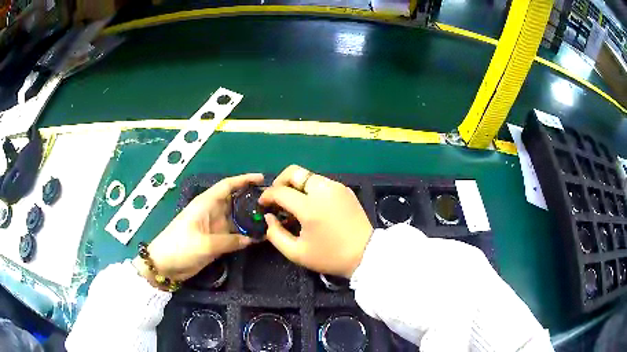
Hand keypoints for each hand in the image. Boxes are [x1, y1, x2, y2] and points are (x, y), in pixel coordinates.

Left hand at [133, 173, 263, 283]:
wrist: (164, 265)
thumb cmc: (180, 247)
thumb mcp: (204, 244)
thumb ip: (229, 241)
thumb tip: (252, 239)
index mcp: (205, 204)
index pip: (227, 186)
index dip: (244, 180)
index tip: (262, 179)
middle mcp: (211, 212)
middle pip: (234, 201)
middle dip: (251, 199)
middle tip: (273, 203)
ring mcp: (213, 227)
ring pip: (235, 219)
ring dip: (249, 219)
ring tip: (270, 220)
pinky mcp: (214, 241)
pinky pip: (233, 235)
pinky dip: (244, 235)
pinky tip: (257, 238)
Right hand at [259, 165, 372, 277]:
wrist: (366, 254)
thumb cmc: (330, 257)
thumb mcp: (297, 253)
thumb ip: (275, 234)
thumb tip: (269, 217)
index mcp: (310, 207)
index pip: (280, 191)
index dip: (267, 196)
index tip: (263, 205)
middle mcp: (323, 190)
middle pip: (294, 172)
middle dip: (280, 182)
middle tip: (277, 198)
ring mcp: (336, 187)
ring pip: (308, 175)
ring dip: (296, 185)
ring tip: (294, 203)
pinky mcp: (345, 189)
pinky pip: (321, 182)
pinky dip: (310, 188)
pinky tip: (311, 205)